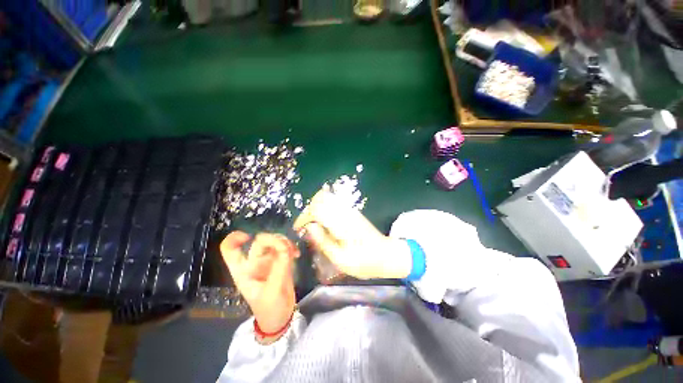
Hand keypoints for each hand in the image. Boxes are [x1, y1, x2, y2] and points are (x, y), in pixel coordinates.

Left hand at [220, 232, 298, 341]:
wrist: (280, 318)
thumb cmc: (270, 308)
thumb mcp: (273, 290)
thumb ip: (279, 267)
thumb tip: (285, 247)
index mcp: (243, 271)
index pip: (230, 250)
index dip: (234, 239)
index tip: (249, 237)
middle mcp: (254, 263)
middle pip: (259, 242)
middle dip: (274, 240)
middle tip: (287, 248)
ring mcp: (267, 261)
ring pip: (274, 241)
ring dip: (285, 242)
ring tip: (293, 252)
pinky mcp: (279, 261)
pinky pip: (284, 247)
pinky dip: (291, 247)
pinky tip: (297, 254)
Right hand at [293, 188, 411, 279]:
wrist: (386, 255)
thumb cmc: (363, 261)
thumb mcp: (340, 259)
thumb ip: (323, 241)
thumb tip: (309, 227)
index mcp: (341, 222)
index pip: (316, 209)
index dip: (304, 217)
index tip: (299, 229)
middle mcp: (345, 211)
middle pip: (321, 198)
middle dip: (309, 211)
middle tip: (306, 227)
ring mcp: (350, 210)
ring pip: (327, 198)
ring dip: (316, 209)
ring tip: (314, 226)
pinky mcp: (353, 212)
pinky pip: (334, 203)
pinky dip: (325, 209)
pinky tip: (325, 224)